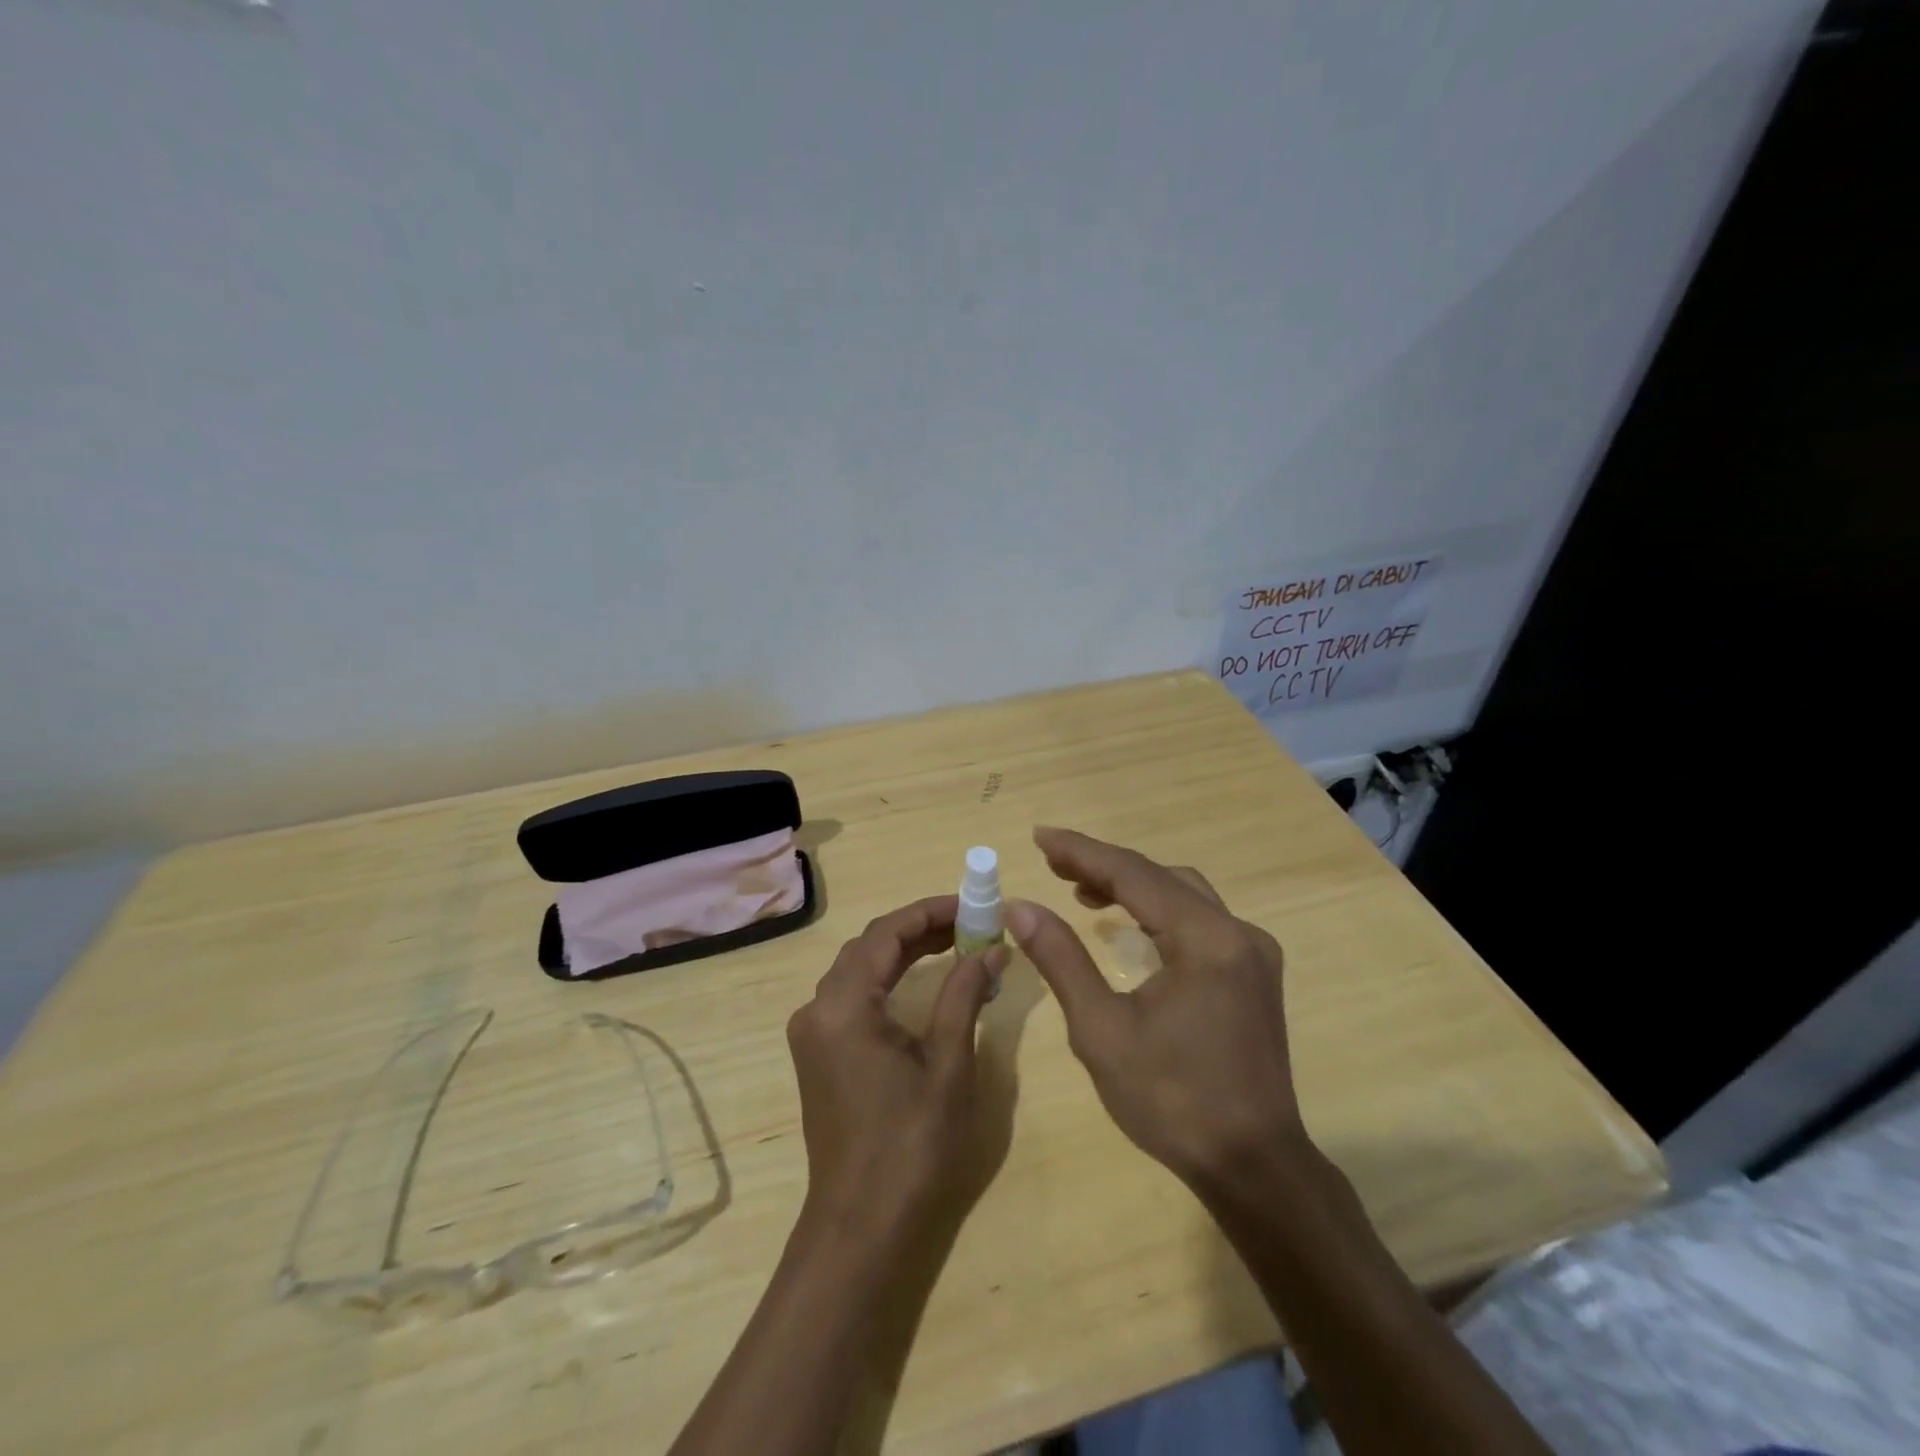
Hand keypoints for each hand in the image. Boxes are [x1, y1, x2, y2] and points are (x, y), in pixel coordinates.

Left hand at [786, 896, 1009, 1238]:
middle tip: (971, 923)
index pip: (887, 933)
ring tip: (956, 943)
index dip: (930, 911)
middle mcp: (817, 1008)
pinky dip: (888, 979)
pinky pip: (853, 996)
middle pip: (869, 946)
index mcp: (843, 1004)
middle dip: (920, 928)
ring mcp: (813, 1032)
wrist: (862, 1227)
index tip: (972, 904)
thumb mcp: (949, 1063)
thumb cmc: (912, 1144)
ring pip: (860, 969)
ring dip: (904, 952)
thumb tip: (992, 947)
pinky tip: (922, 981)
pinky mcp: (819, 1053)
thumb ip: (964, 994)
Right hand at [1007, 827, 1304, 1188]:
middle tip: (1052, 864)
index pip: (1134, 875)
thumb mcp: (1101, 1030)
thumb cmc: (1171, 1101)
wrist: (1253, 1167)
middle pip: (1161, 877)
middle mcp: (1237, 932)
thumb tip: (1020, 907)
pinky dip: (1159, 912)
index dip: (1082, 852)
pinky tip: (1129, 929)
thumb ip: (1061, 959)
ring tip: (1082, 892)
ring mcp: (1252, 952)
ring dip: (1132, 887)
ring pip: (1183, 895)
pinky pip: (1200, 920)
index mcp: (1206, 940)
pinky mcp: (1254, 973)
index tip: (1040, 836)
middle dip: (1104, 867)